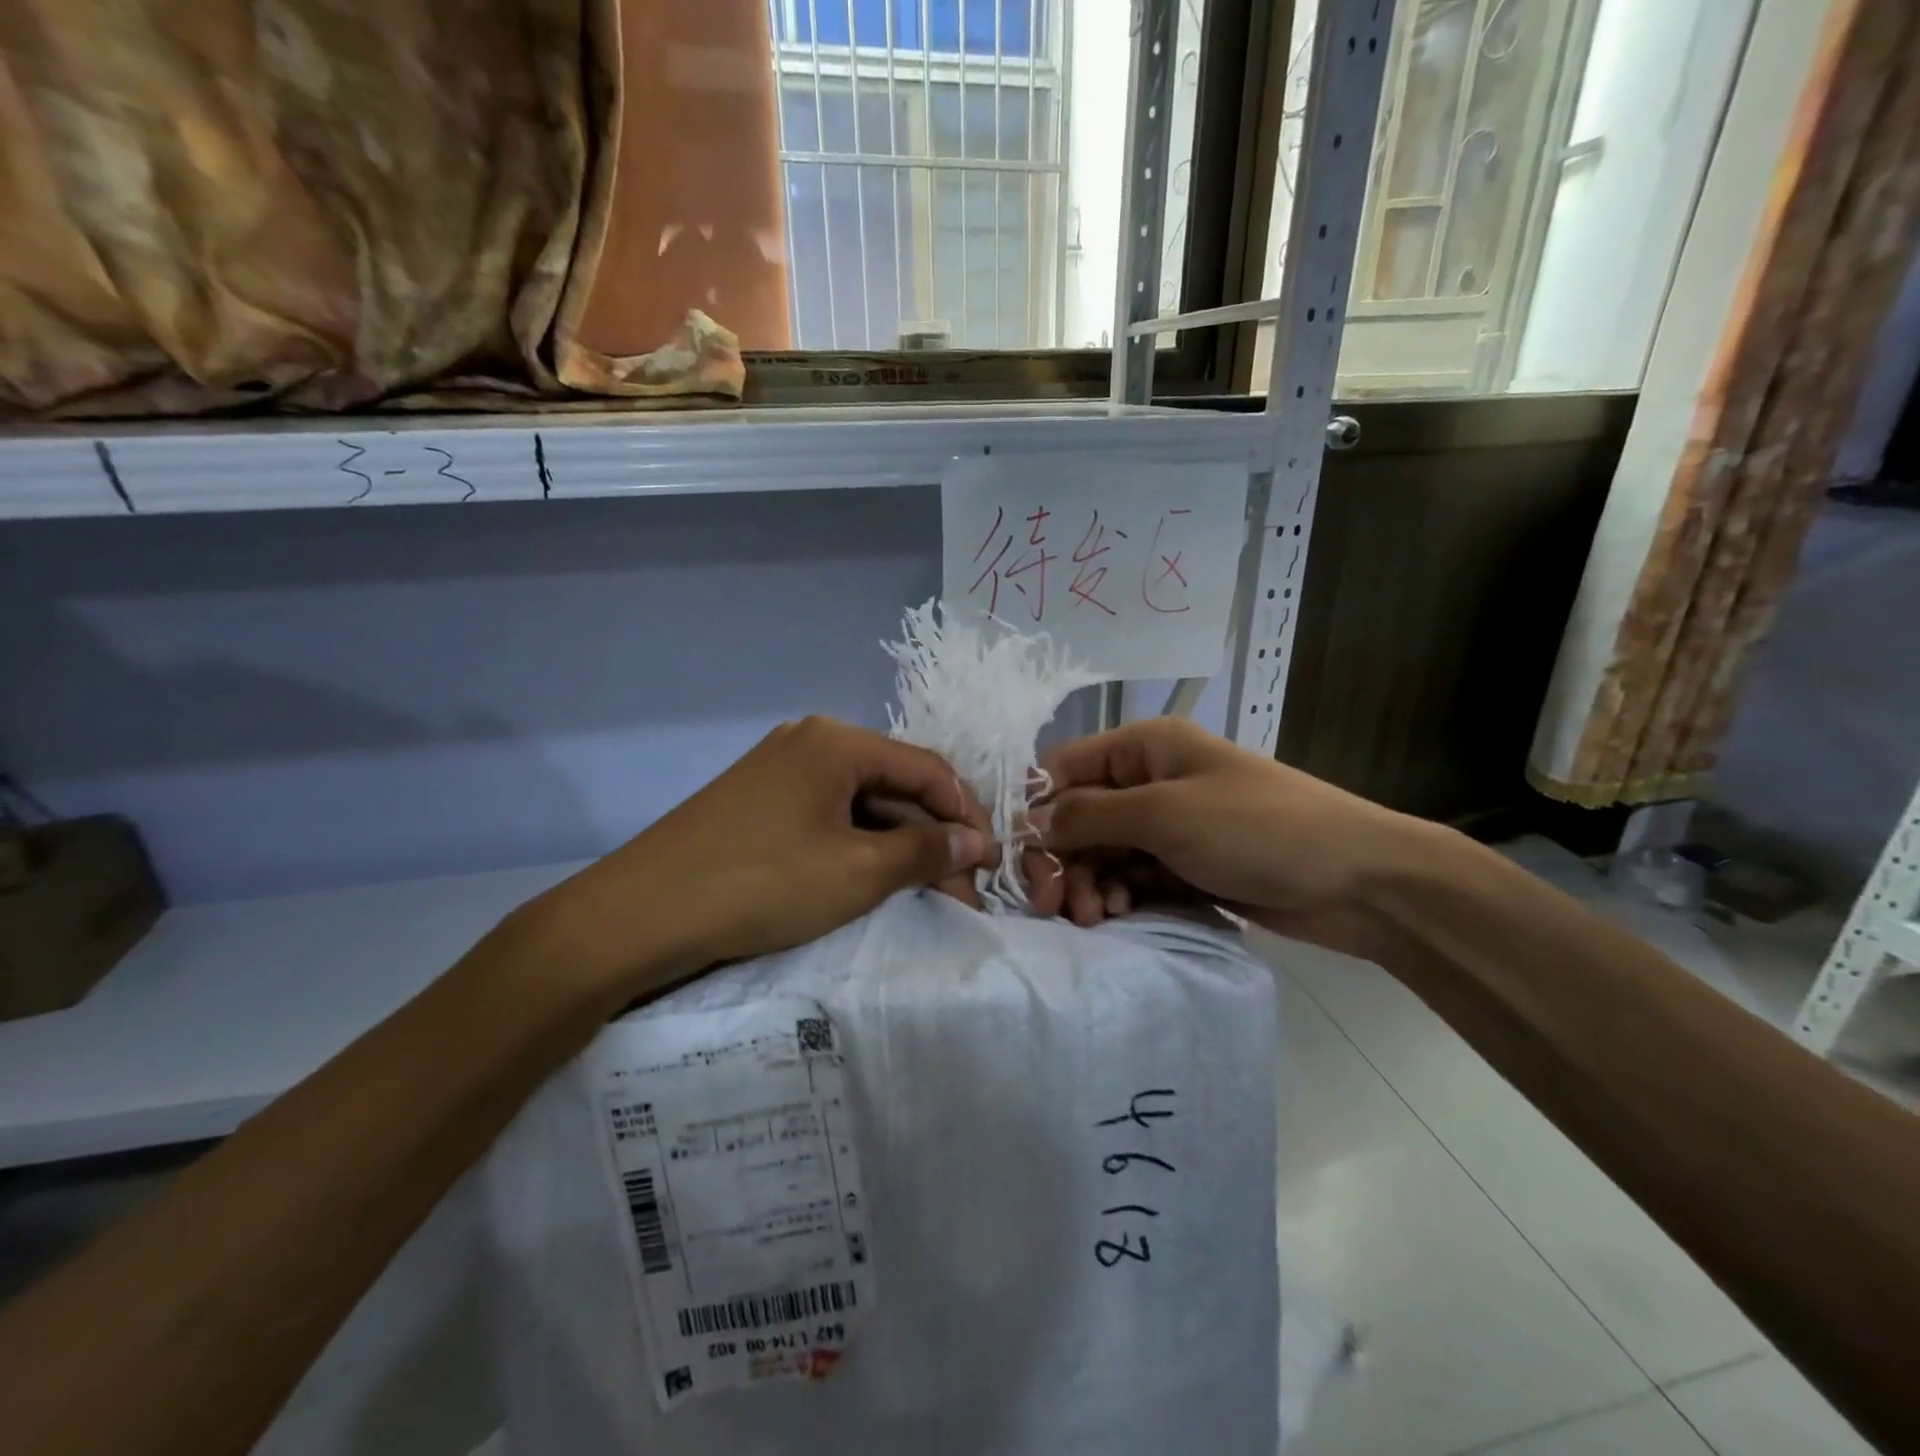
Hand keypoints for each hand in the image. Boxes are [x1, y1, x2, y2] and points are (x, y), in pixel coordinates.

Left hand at [519, 717, 994, 1001]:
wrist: (639, 914)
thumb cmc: (762, 884)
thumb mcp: (857, 872)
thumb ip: (924, 851)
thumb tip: (975, 842)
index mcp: (838, 742)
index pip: (928, 769)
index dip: (967, 815)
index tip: (991, 863)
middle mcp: (812, 742)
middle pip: (895, 784)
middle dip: (933, 837)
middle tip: (961, 891)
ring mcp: (781, 770)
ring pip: (862, 804)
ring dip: (898, 846)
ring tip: (926, 893)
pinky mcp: (760, 801)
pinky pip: (828, 816)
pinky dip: (858, 847)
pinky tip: (874, 881)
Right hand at [1028, 717, 1430, 955]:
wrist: (1357, 881)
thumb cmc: (1257, 828)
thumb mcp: (1166, 813)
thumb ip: (1090, 815)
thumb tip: (1030, 820)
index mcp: (1145, 748)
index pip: (1066, 767)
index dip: (1038, 807)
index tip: (1021, 855)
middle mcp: (1151, 781)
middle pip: (1081, 816)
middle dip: (1064, 858)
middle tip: (1054, 905)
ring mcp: (1170, 827)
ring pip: (1103, 852)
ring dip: (1090, 882)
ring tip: (1096, 915)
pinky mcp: (1185, 867)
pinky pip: (1132, 877)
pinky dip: (1119, 895)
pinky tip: (1120, 914)